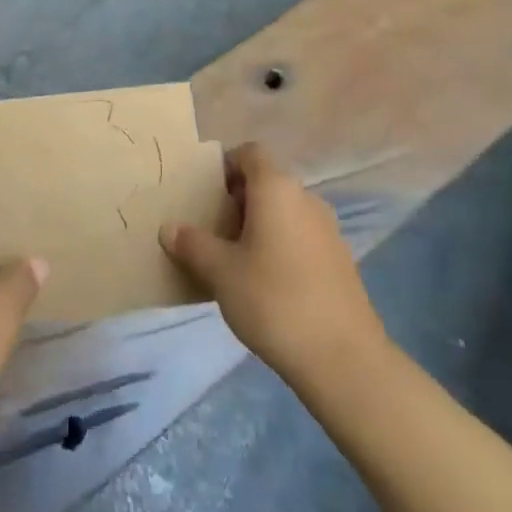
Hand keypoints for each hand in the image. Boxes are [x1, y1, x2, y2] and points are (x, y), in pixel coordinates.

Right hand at [161, 143, 383, 381]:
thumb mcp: (220, 272)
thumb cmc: (273, 300)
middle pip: (266, 182)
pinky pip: (300, 236)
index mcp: (277, 188)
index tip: (204, 194)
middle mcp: (306, 198)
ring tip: (233, 259)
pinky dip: (279, 245)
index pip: (250, 153)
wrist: (342, 358)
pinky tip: (264, 283)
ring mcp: (328, 229)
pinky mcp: (339, 259)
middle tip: (210, 230)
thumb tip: (169, 227)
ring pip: (284, 211)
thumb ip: (192, 244)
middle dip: (236, 200)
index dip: (225, 165)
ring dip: (258, 225)